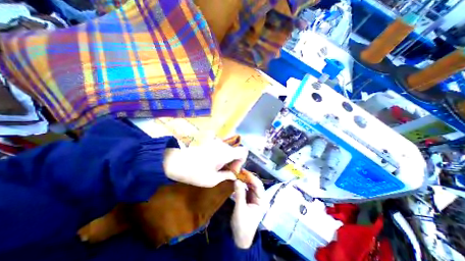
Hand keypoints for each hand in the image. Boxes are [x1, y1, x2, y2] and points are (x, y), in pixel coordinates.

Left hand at [162, 141, 246, 187]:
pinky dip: (216, 152)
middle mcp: (222, 144)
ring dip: (222, 157)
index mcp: (226, 153)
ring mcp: (214, 140)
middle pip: (233, 150)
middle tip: (222, 170)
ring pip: (224, 148)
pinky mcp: (206, 139)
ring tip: (212, 165)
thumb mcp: (212, 180)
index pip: (243, 151)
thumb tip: (233, 175)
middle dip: (231, 160)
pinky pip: (216, 145)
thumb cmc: (194, 172)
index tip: (233, 169)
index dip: (241, 160)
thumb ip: (226, 176)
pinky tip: (206, 159)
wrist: (173, 160)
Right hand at [231, 173, 266, 248]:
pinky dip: (242, 184)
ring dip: (245, 179)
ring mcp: (254, 198)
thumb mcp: (240, 209)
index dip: (251, 177)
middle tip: (239, 171)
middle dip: (248, 177)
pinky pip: (246, 188)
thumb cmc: (242, 225)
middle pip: (255, 183)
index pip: (258, 185)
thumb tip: (236, 180)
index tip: (243, 171)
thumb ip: (239, 194)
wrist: (240, 238)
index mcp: (261, 201)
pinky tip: (238, 180)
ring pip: (251, 185)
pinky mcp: (249, 199)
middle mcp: (259, 198)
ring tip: (238, 174)